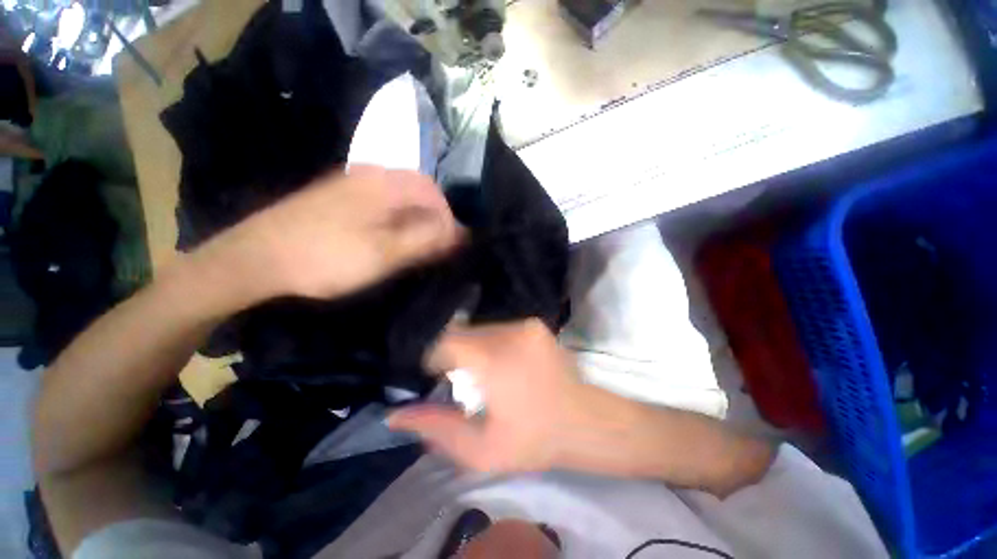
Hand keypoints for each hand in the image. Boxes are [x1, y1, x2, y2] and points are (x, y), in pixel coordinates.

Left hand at [196, 166, 462, 305]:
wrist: (256, 258)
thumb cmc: (326, 257)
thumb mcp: (385, 254)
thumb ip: (426, 240)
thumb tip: (460, 233)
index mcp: (384, 183)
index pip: (434, 193)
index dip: (449, 219)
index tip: (452, 246)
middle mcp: (370, 174)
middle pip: (418, 190)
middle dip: (434, 218)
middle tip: (437, 247)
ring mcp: (352, 183)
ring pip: (400, 196)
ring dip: (416, 218)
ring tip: (418, 245)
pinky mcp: (339, 195)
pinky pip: (382, 200)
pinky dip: (397, 218)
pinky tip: (390, 237)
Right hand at [388, 319, 603, 472]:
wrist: (585, 421)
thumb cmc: (534, 440)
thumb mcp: (481, 449)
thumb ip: (437, 428)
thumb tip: (396, 415)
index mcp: (492, 359)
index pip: (444, 341)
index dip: (432, 358)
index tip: (434, 378)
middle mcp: (507, 332)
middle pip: (462, 333)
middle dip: (452, 354)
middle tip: (456, 379)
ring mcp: (524, 324)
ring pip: (480, 329)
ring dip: (472, 348)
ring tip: (480, 373)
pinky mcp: (534, 325)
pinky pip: (499, 328)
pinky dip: (491, 343)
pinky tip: (500, 363)